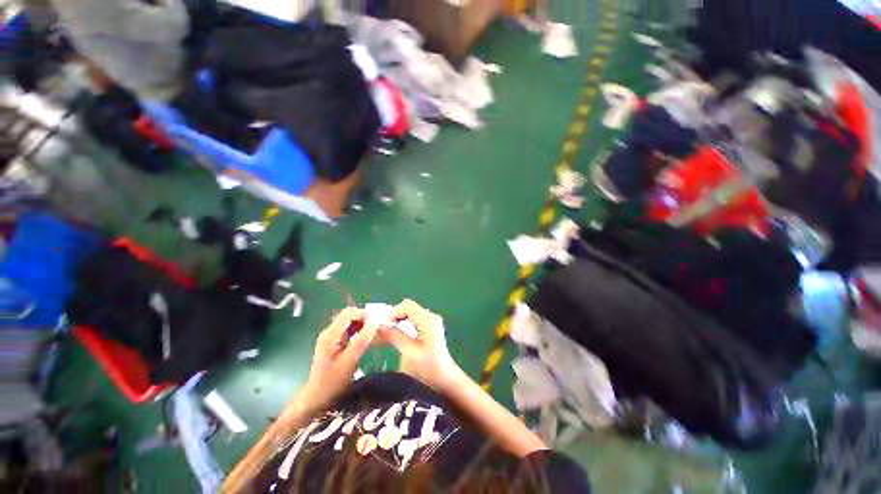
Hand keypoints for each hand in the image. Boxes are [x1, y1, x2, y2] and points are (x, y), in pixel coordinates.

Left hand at [301, 307, 378, 408]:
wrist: (316, 398)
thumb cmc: (332, 381)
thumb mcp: (349, 361)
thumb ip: (362, 340)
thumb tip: (375, 322)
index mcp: (331, 334)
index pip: (349, 313)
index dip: (364, 314)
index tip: (377, 322)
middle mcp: (329, 331)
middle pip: (349, 315)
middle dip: (364, 319)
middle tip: (377, 328)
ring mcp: (331, 337)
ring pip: (350, 322)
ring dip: (362, 325)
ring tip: (373, 334)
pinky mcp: (334, 342)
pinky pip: (348, 330)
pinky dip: (358, 331)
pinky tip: (365, 340)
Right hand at [379, 300, 463, 391]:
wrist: (444, 379)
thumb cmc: (428, 369)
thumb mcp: (409, 353)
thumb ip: (395, 336)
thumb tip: (380, 325)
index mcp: (428, 321)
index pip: (407, 306)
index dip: (393, 313)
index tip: (382, 326)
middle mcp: (431, 316)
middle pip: (408, 307)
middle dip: (394, 316)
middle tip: (383, 330)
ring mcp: (431, 320)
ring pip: (409, 311)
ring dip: (398, 320)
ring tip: (387, 333)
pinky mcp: (429, 325)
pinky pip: (413, 318)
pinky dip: (403, 323)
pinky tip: (396, 334)